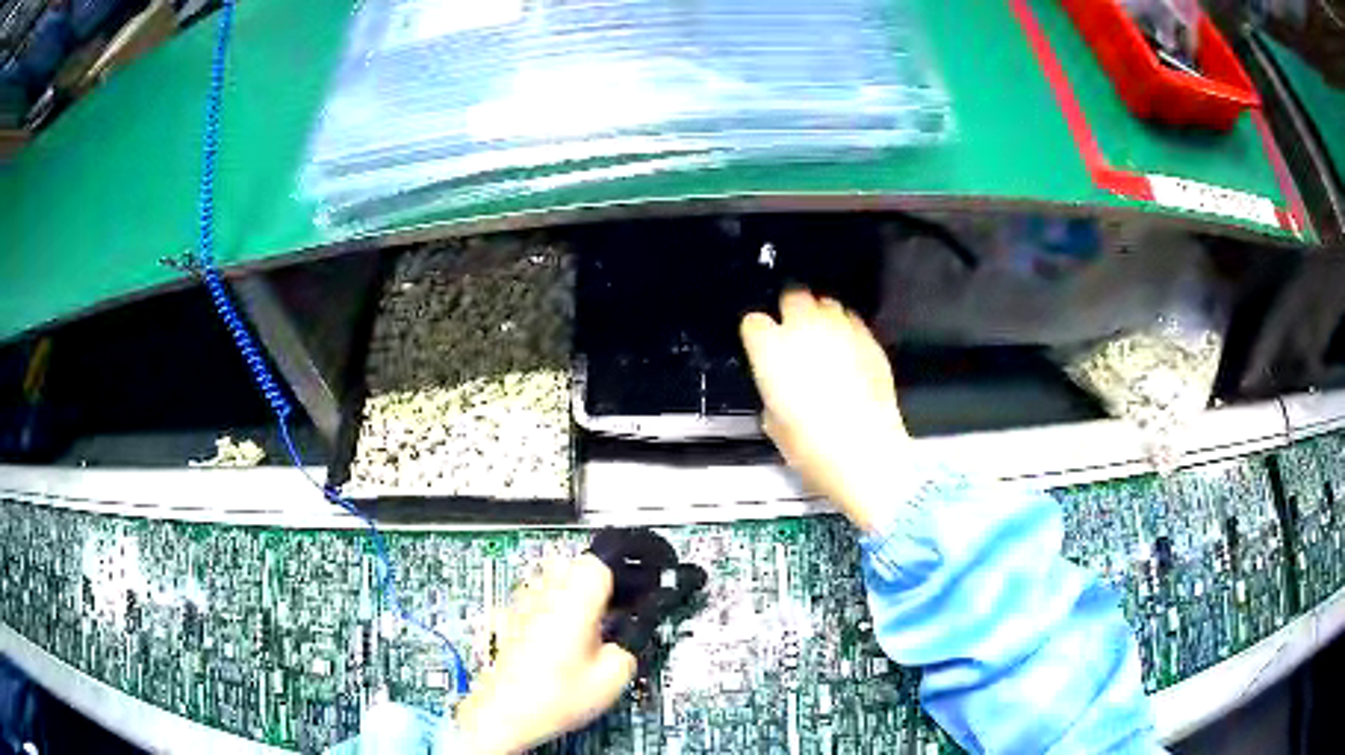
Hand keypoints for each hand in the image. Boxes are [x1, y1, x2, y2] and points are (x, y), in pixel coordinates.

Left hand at [456, 555, 634, 753]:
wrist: (503, 713)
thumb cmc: (554, 696)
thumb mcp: (611, 681)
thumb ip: (626, 652)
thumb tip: (623, 645)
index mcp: (574, 601)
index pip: (598, 563)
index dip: (617, 578)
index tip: (625, 599)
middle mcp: (544, 595)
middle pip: (570, 566)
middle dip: (589, 584)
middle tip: (605, 614)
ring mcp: (520, 606)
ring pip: (547, 582)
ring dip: (565, 596)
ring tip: (579, 630)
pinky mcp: (505, 622)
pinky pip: (530, 604)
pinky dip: (543, 613)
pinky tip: (551, 641)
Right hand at [740, 290, 909, 531]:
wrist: (866, 453)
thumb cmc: (812, 447)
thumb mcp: (775, 425)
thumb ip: (773, 393)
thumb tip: (780, 389)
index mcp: (771, 349)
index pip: (754, 323)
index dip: (757, 335)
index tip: (761, 347)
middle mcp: (804, 329)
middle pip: (792, 298)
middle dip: (791, 312)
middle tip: (794, 334)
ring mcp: (841, 330)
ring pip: (826, 304)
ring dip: (821, 317)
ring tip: (824, 340)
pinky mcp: (869, 340)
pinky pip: (853, 322)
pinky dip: (847, 330)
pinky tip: (849, 352)